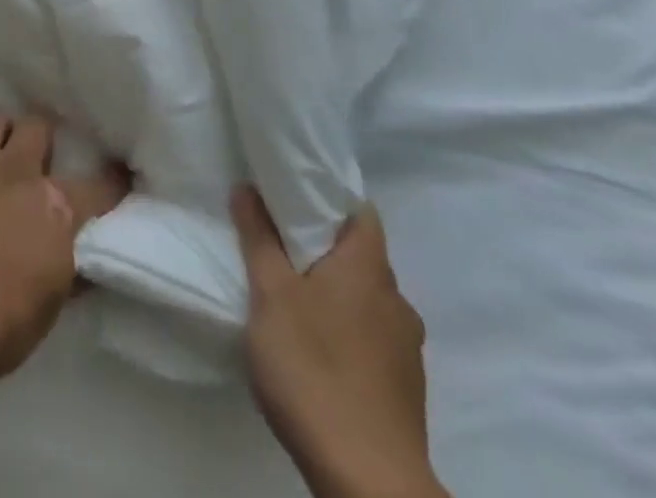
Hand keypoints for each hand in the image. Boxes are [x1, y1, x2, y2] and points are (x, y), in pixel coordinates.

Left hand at [0, 112, 128, 377]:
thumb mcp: (46, 313)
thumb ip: (63, 278)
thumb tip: (81, 266)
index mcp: (54, 208)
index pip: (96, 188)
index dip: (111, 182)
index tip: (119, 175)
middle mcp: (17, 171)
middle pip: (37, 127)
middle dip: (39, 137)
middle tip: (35, 158)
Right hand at [233, 188, 446, 497]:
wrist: (369, 481)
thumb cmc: (314, 368)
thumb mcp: (270, 295)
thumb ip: (259, 237)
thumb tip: (248, 187)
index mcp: (369, 266)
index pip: (360, 211)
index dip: (329, 199)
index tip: (294, 200)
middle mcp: (397, 298)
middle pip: (362, 256)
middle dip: (326, 251)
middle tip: (283, 252)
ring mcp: (408, 348)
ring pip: (369, 301)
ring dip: (339, 298)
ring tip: (296, 307)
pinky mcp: (406, 390)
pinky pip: (376, 341)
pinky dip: (350, 336)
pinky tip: (320, 356)